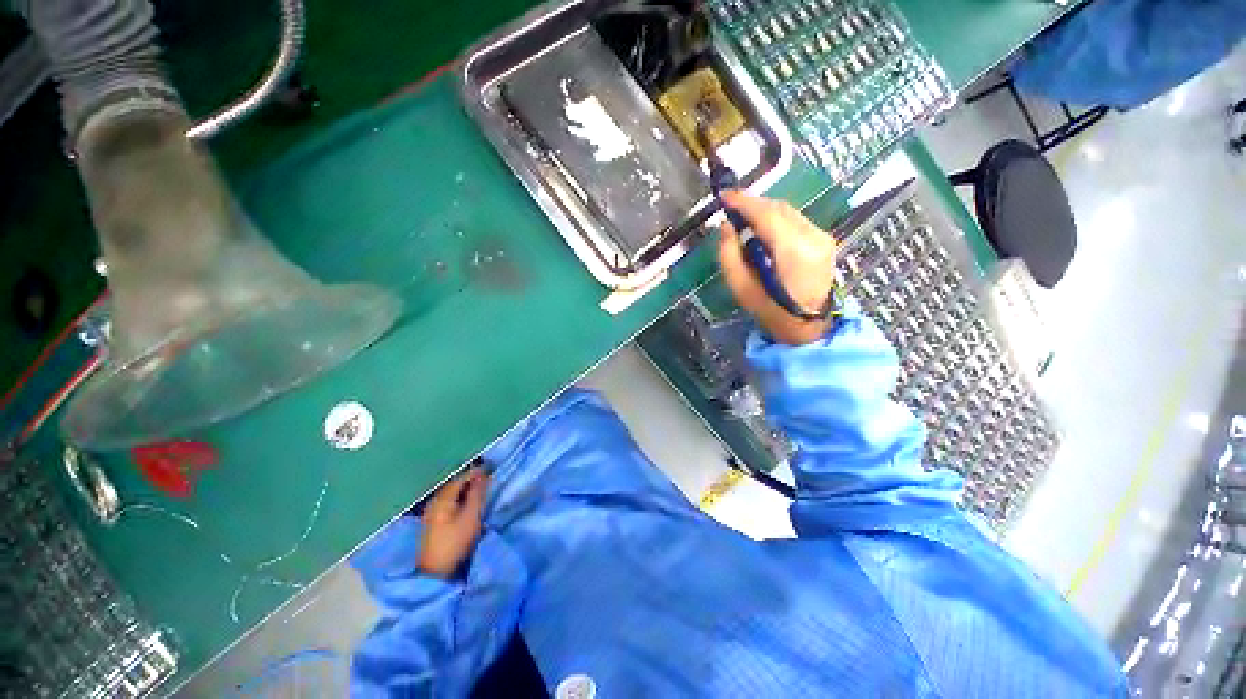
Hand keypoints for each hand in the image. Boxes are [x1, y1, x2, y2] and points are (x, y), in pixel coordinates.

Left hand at [417, 467, 489, 578]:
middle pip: (455, 485)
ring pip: (452, 494)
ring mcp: (431, 512)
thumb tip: (483, 473)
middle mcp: (435, 501)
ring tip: (481, 493)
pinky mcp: (432, 522)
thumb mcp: (471, 516)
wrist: (434, 572)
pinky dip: (460, 500)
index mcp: (443, 498)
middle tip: (488, 482)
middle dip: (471, 481)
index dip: (476, 473)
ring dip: (466, 491)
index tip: (491, 471)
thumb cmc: (455, 542)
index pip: (461, 478)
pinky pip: (448, 503)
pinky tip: (467, 505)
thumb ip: (477, 494)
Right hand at [717, 192, 839, 345]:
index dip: (743, 202)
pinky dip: (776, 220)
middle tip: (731, 208)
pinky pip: (795, 220)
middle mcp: (812, 237)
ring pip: (788, 211)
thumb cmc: (772, 312)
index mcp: (792, 251)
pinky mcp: (824, 239)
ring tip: (744, 219)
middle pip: (778, 208)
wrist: (808, 327)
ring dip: (764, 211)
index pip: (766, 214)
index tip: (724, 196)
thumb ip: (729, 255)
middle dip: (753, 204)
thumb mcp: (741, 288)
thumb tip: (727, 227)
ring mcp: (822, 237)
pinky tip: (763, 230)